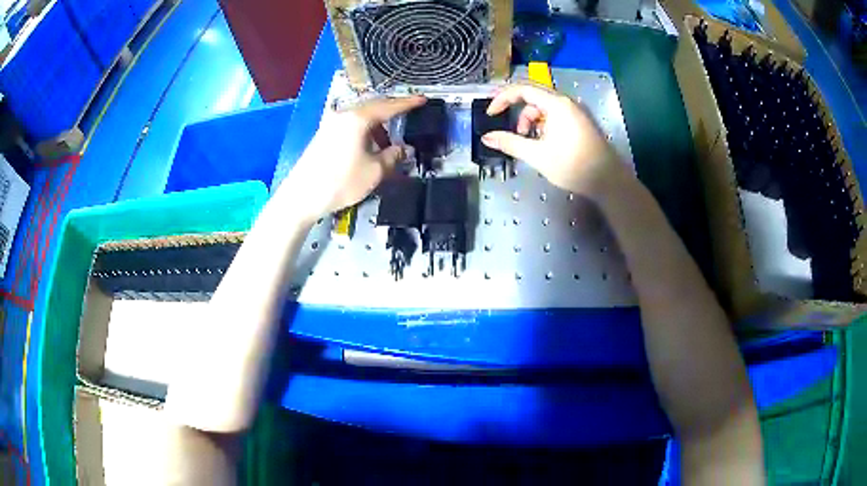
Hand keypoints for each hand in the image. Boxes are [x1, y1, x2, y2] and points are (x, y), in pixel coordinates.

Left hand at [279, 96, 426, 221]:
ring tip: (388, 142)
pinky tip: (368, 146)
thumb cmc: (341, 182)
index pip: (388, 106)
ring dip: (377, 125)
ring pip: (360, 117)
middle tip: (408, 116)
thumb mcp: (374, 172)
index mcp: (358, 119)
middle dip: (391, 112)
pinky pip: (350, 125)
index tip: (423, 100)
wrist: (301, 196)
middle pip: (373, 107)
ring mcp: (331, 124)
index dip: (408, 103)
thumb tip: (403, 149)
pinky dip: (364, 131)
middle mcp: (343, 115)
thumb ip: (392, 157)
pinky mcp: (324, 134)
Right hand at [482, 83, 625, 198]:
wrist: (608, 181)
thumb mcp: (537, 155)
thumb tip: (487, 137)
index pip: (522, 89)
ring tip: (528, 140)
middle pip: (534, 95)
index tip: (491, 113)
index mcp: (556, 104)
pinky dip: (544, 123)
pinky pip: (556, 114)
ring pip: (545, 106)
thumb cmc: (573, 166)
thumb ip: (510, 143)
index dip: (502, 98)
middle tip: (507, 124)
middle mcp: (566, 102)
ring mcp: (575, 111)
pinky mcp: (580, 121)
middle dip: (517, 109)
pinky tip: (543, 142)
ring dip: (531, 119)